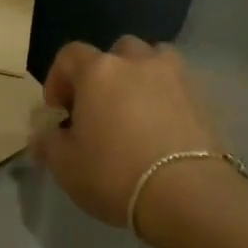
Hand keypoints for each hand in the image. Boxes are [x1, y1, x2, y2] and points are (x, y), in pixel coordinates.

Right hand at [31, 36, 230, 226]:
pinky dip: (168, 100)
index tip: (58, 111)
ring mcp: (175, 77)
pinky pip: (178, 88)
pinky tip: (163, 130)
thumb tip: (44, 135)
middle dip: (104, 74)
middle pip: (116, 52)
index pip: (69, 55)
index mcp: (98, 70)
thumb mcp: (65, 165)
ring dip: (141, 77)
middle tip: (99, 108)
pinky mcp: (204, 100)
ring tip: (137, 111)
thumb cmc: (114, 173)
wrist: (188, 195)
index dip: (58, 79)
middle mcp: (137, 62)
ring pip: (154, 61)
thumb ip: (48, 143)